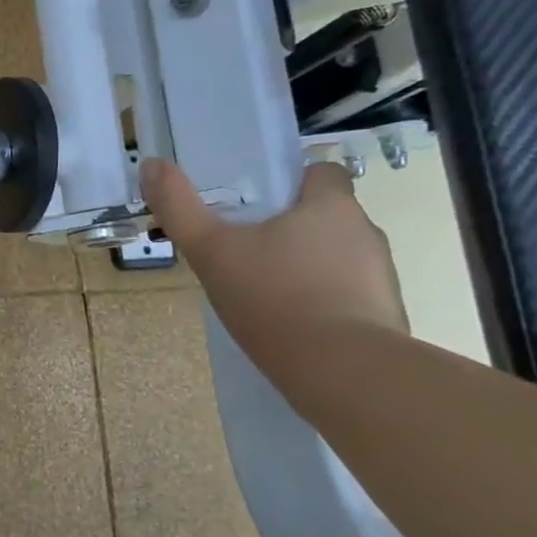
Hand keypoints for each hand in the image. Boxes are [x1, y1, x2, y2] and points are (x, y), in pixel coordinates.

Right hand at [140, 156, 407, 370]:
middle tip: (249, 252)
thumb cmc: (275, 297)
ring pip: (339, 258)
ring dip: (309, 268)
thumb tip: (150, 164)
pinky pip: (350, 298)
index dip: (293, 182)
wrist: (342, 371)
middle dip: (293, 229)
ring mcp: (381, 277)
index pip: (323, 172)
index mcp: (330, 205)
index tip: (261, 204)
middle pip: (328, 216)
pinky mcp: (386, 317)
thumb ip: (179, 208)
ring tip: (268, 294)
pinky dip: (325, 304)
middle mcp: (365, 232)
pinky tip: (293, 327)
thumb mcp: (211, 250)